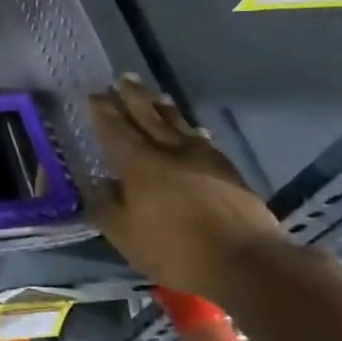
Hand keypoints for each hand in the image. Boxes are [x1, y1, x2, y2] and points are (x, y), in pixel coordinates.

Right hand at [87, 75, 291, 297]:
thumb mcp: (124, 235)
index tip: (94, 93)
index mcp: (139, 164)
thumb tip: (100, 185)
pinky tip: (194, 131)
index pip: (115, 130)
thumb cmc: (175, 249)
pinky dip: (192, 131)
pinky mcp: (229, 173)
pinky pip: (203, 142)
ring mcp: (204, 160)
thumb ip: (106, 206)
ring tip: (157, 96)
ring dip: (164, 109)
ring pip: (179, 125)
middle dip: (134, 97)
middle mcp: (170, 153)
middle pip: (149, 117)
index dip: (103, 111)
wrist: (247, 262)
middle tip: (124, 78)